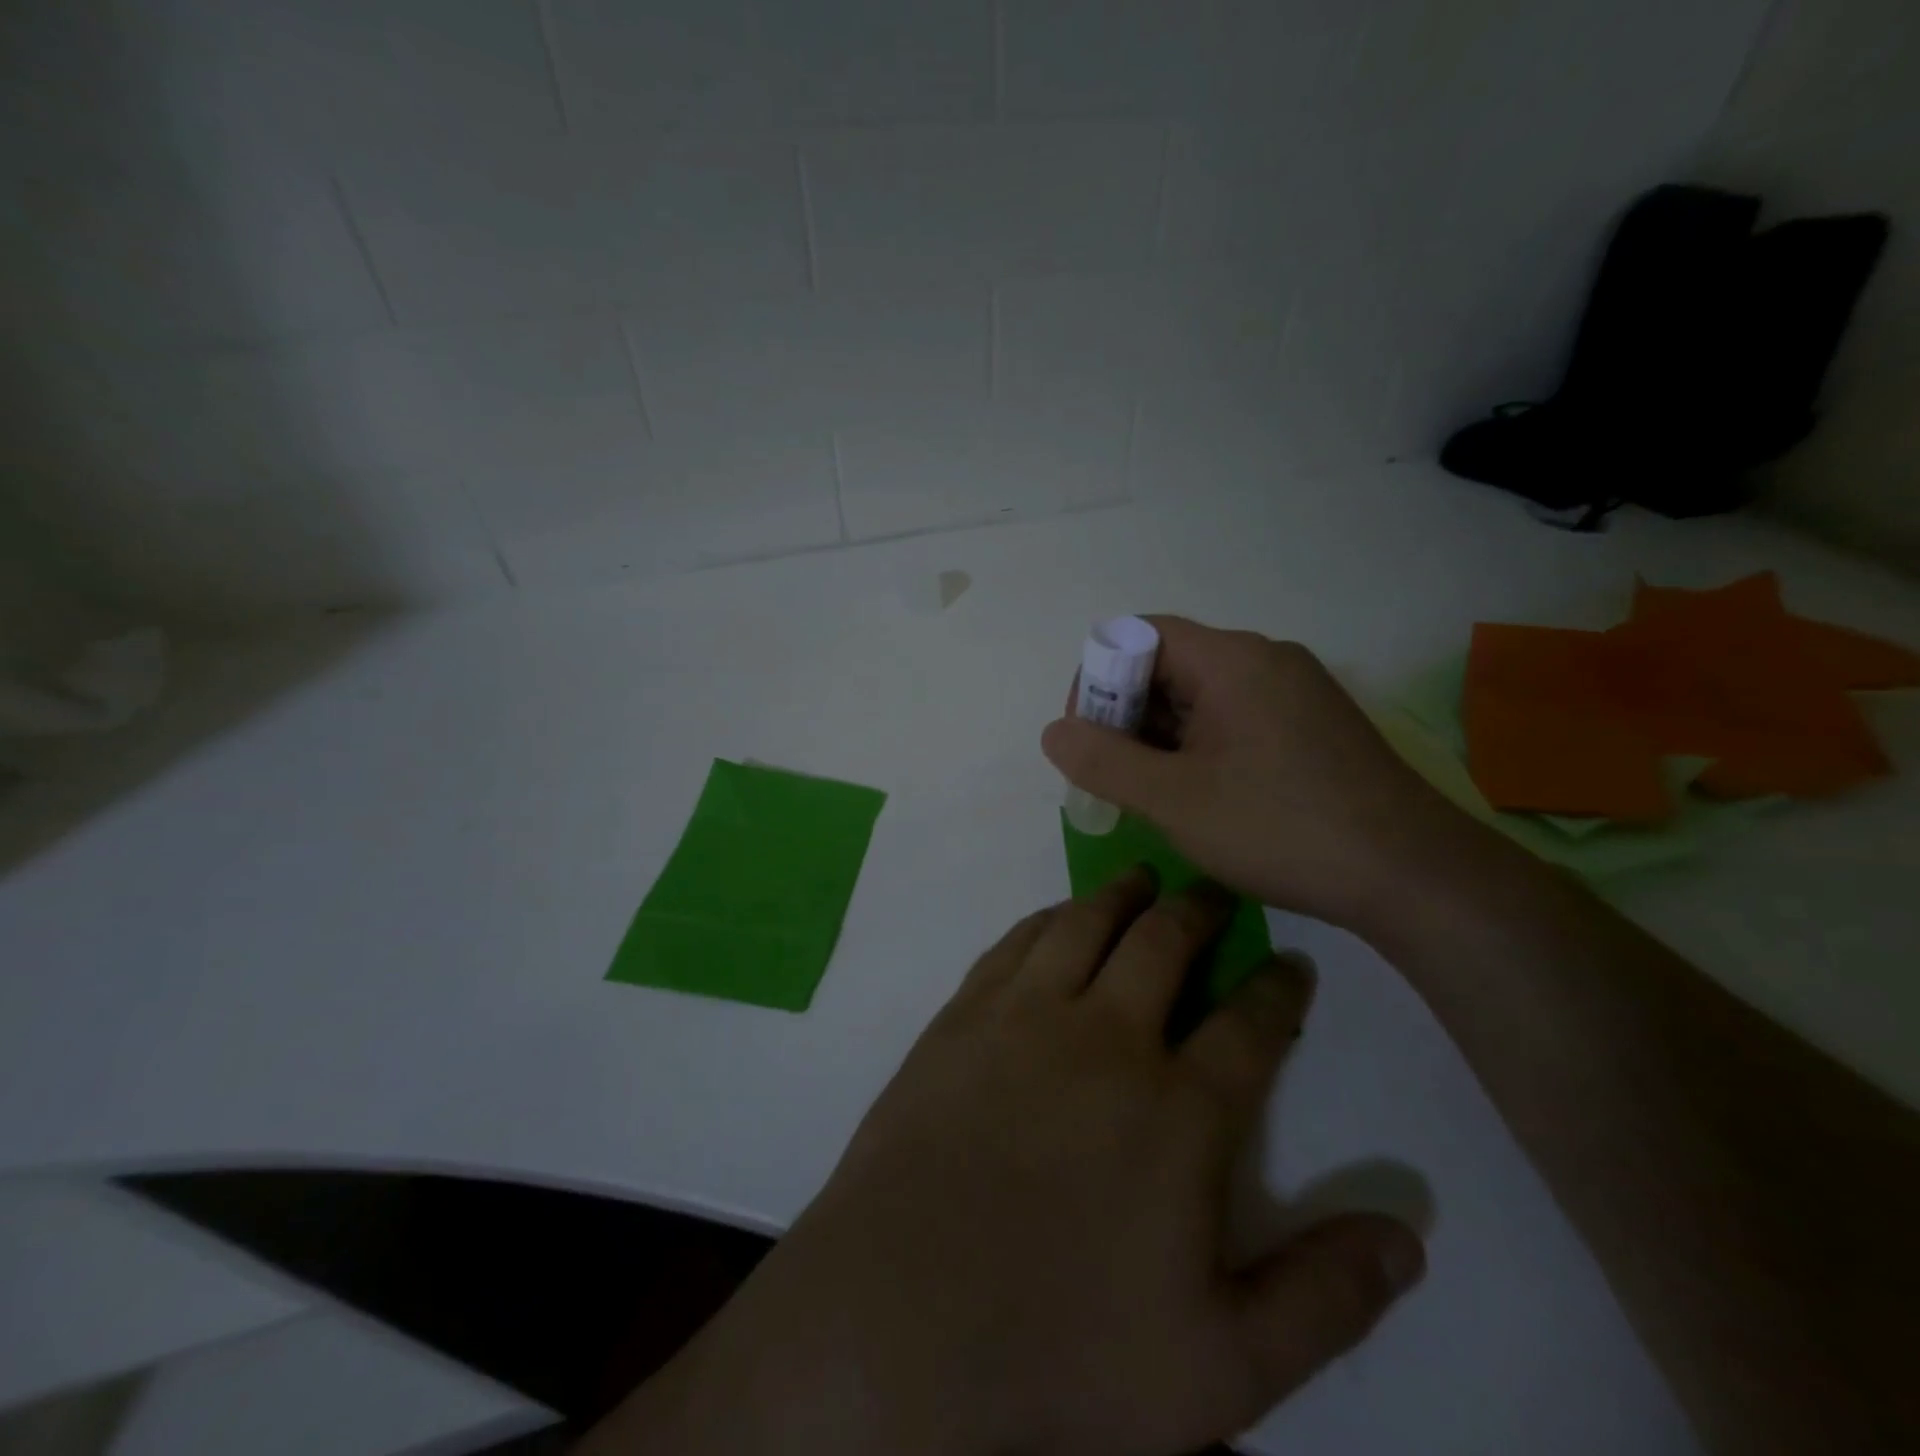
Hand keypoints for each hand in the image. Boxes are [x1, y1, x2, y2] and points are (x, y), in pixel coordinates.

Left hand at [598, 872, 1423, 1455]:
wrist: (901, 1317)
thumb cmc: (1064, 1348)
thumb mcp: (1223, 1364)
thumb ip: (1325, 1297)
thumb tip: (1411, 1234)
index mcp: (1178, 1108)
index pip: (1251, 1023)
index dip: (1280, 987)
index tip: (1293, 963)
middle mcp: (1106, 1036)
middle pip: (1166, 943)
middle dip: (1201, 910)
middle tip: (1215, 892)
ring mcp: (1026, 1016)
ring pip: (1087, 922)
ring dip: (1123, 894)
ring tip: (1145, 880)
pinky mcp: (964, 1015)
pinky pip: (1017, 942)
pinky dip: (1049, 918)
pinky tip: (1059, 917)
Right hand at [1042, 616, 1471, 930]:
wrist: (1413, 877)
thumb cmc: (1280, 828)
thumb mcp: (1173, 800)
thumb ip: (1102, 760)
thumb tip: (1054, 731)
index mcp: (1232, 660)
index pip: (1140, 635)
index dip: (1098, 678)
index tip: (1085, 736)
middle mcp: (1266, 661)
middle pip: (1171, 664)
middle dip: (1126, 714)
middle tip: (1112, 775)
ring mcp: (1296, 694)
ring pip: (1203, 697)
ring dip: (1163, 737)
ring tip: (1152, 794)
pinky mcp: (1313, 728)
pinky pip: (1236, 720)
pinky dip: (1201, 748)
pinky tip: (1200, 797)